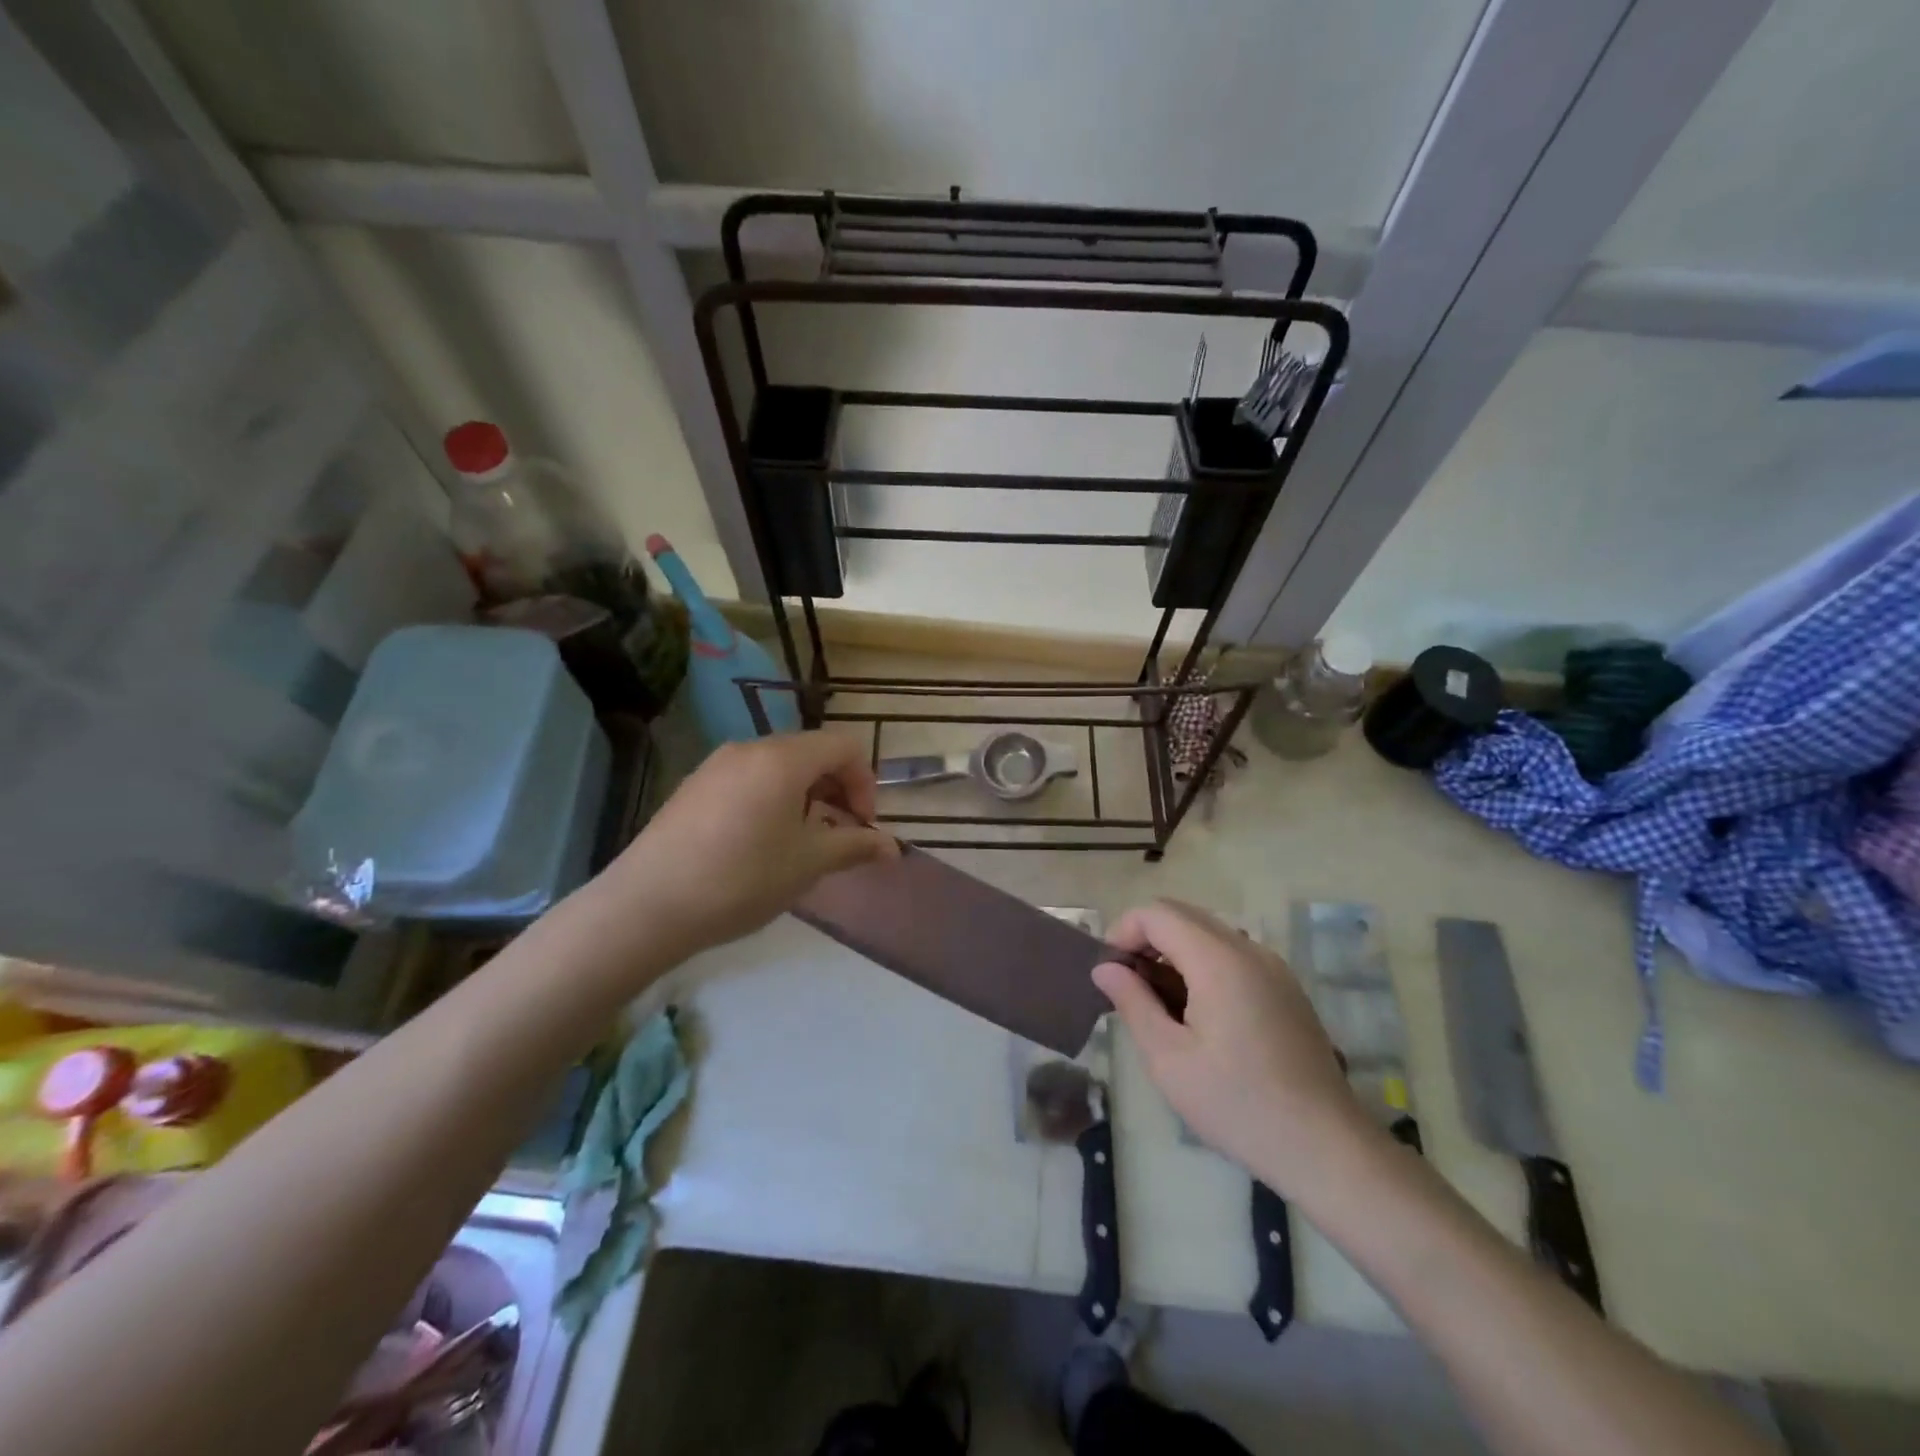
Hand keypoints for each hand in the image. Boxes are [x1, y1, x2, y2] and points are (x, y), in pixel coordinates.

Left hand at [602, 731, 896, 958]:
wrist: (647, 905)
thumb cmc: (741, 879)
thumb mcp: (807, 864)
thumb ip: (855, 847)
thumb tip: (893, 848)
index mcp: (783, 758)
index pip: (844, 746)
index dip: (865, 783)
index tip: (861, 826)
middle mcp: (750, 748)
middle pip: (812, 752)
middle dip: (837, 789)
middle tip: (838, 835)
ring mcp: (716, 765)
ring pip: (779, 766)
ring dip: (806, 796)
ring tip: (801, 843)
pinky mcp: (694, 786)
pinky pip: (749, 778)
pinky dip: (772, 799)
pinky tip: (760, 843)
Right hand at [1093, 900, 1368, 1194]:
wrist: (1326, 1147)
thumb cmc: (1238, 1105)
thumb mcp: (1168, 1059)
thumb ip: (1133, 1003)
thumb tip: (1104, 968)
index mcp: (1218, 960)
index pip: (1157, 913)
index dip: (1123, 931)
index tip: (1109, 973)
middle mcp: (1249, 949)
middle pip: (1183, 915)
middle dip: (1145, 939)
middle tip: (1126, 986)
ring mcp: (1273, 967)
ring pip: (1208, 933)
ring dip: (1173, 952)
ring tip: (1158, 1004)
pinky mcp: (1286, 988)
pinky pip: (1232, 955)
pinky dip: (1202, 965)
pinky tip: (1197, 1015)